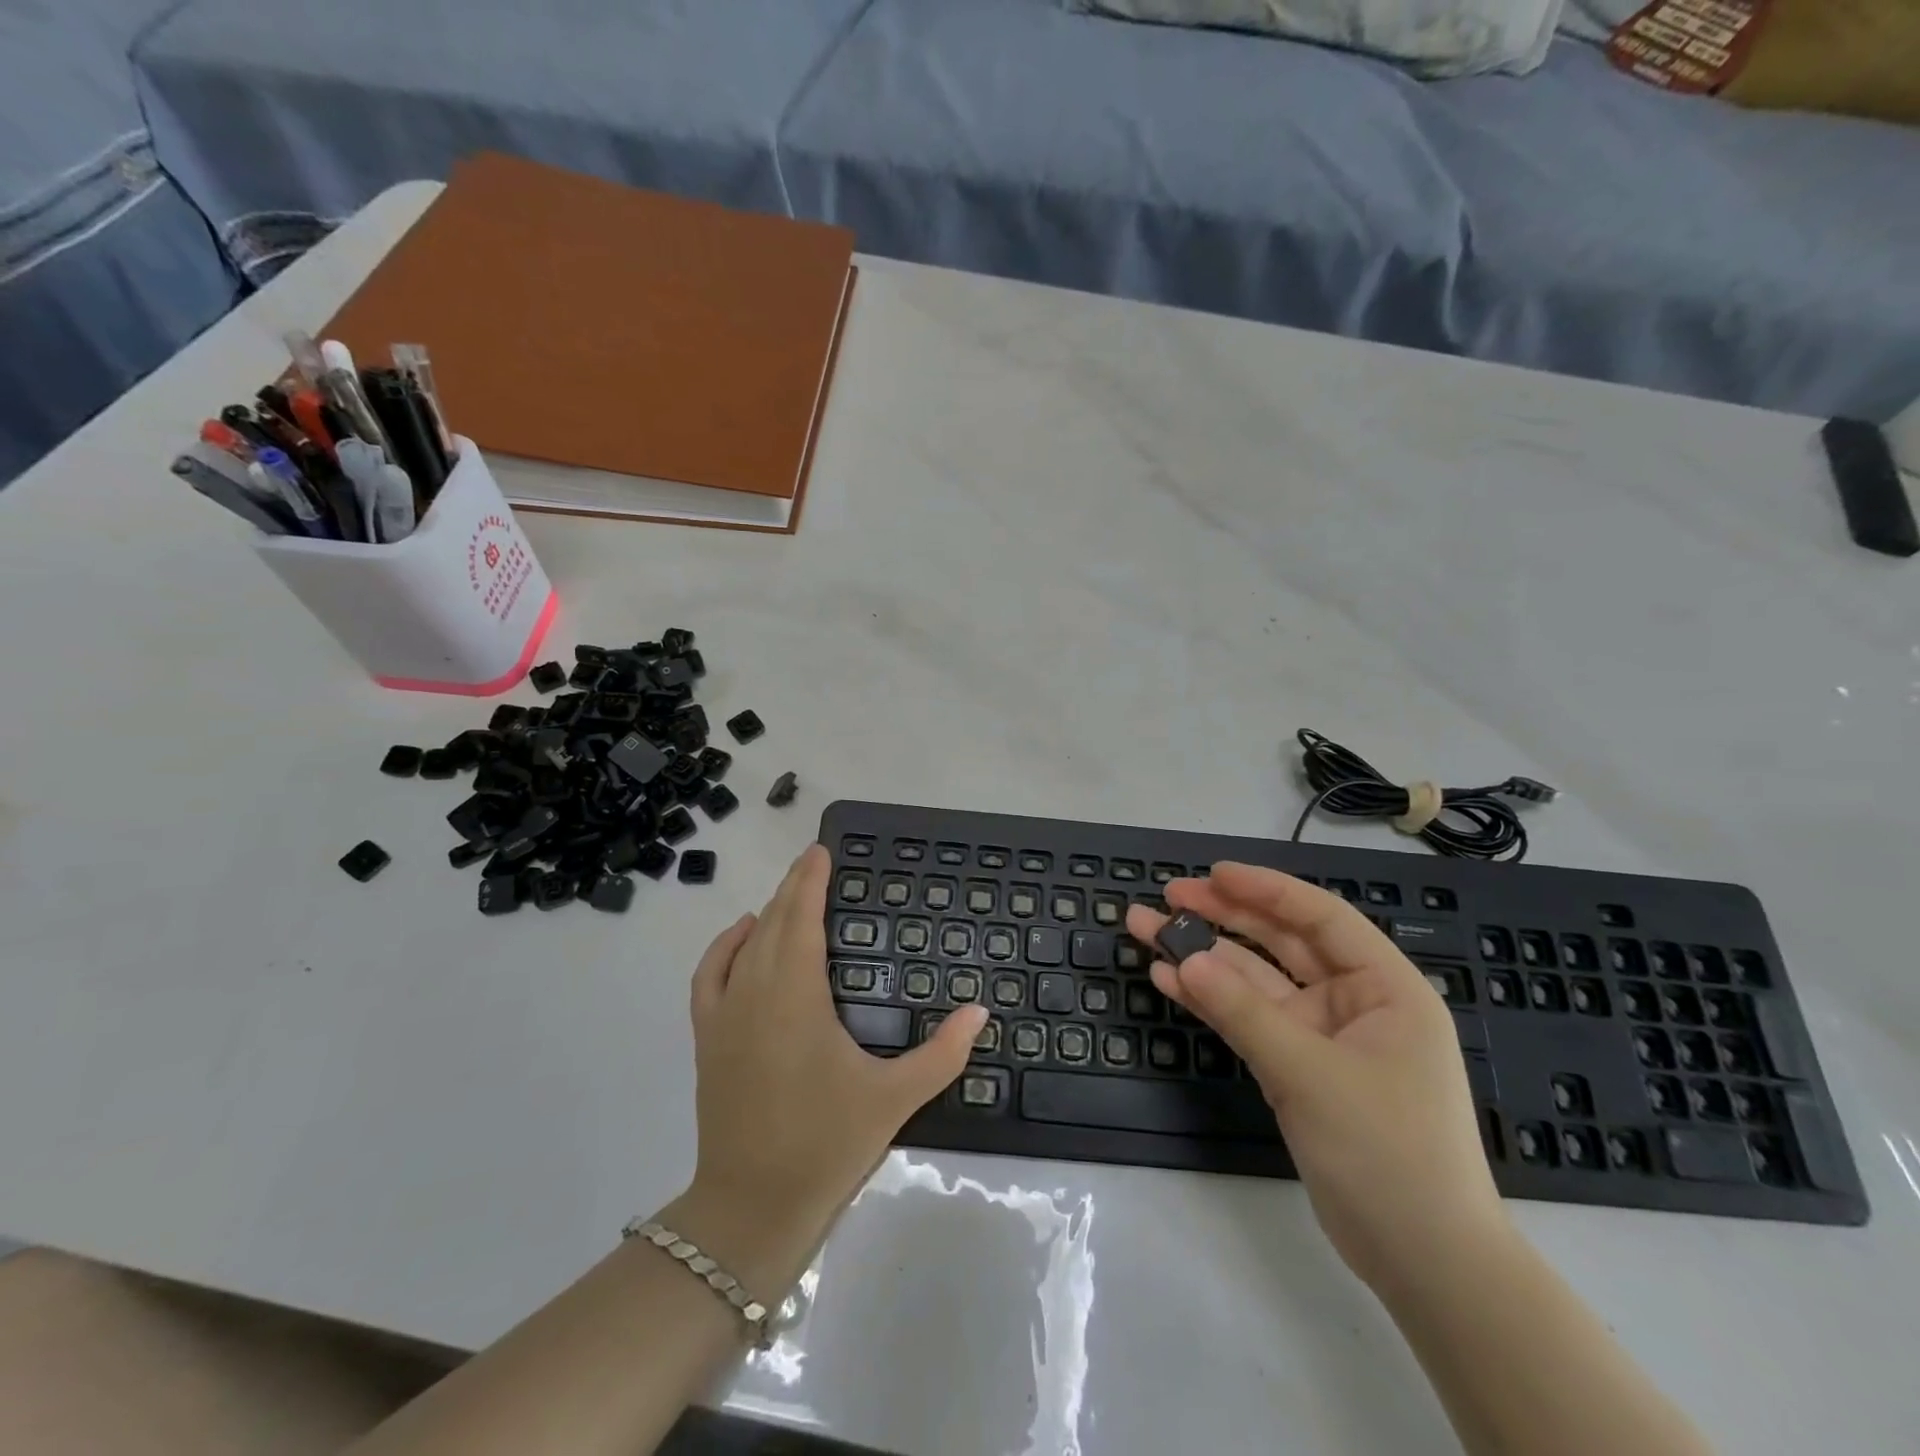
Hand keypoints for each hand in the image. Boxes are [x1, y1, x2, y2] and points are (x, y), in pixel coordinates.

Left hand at [680, 845, 986, 1260]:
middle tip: (816, 863)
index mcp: (796, 997)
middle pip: (773, 922)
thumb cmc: (826, 1144)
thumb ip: (943, 1053)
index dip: (810, 881)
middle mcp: (754, 992)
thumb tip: (981, 1010)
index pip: (801, 919)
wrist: (751, 1208)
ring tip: (792, 895)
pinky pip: (710, 974)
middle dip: (794, 888)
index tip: (821, 851)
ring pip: (745, 944)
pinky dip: (725, 946)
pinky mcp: (708, 1038)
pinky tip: (744, 934)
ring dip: (768, 913)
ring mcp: (724, 1015)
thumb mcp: (894, 1099)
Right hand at [1127, 864, 1506, 1291]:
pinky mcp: (1297, 1068)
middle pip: (1280, 942)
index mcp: (1384, 988)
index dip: (1264, 889)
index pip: (1319, 917)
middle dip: (1222, 917)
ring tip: (1145, 930)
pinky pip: (1248, 1020)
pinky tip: (1168, 980)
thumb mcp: (1312, 1074)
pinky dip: (1210, 1001)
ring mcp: (1322, 1036)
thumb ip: (1244, 1013)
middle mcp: (1353, 1002)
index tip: (1210, 874)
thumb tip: (1183, 960)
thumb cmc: (1388, 1152)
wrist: (1424, 1263)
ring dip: (1203, 957)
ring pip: (1254, 981)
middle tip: (1166, 896)